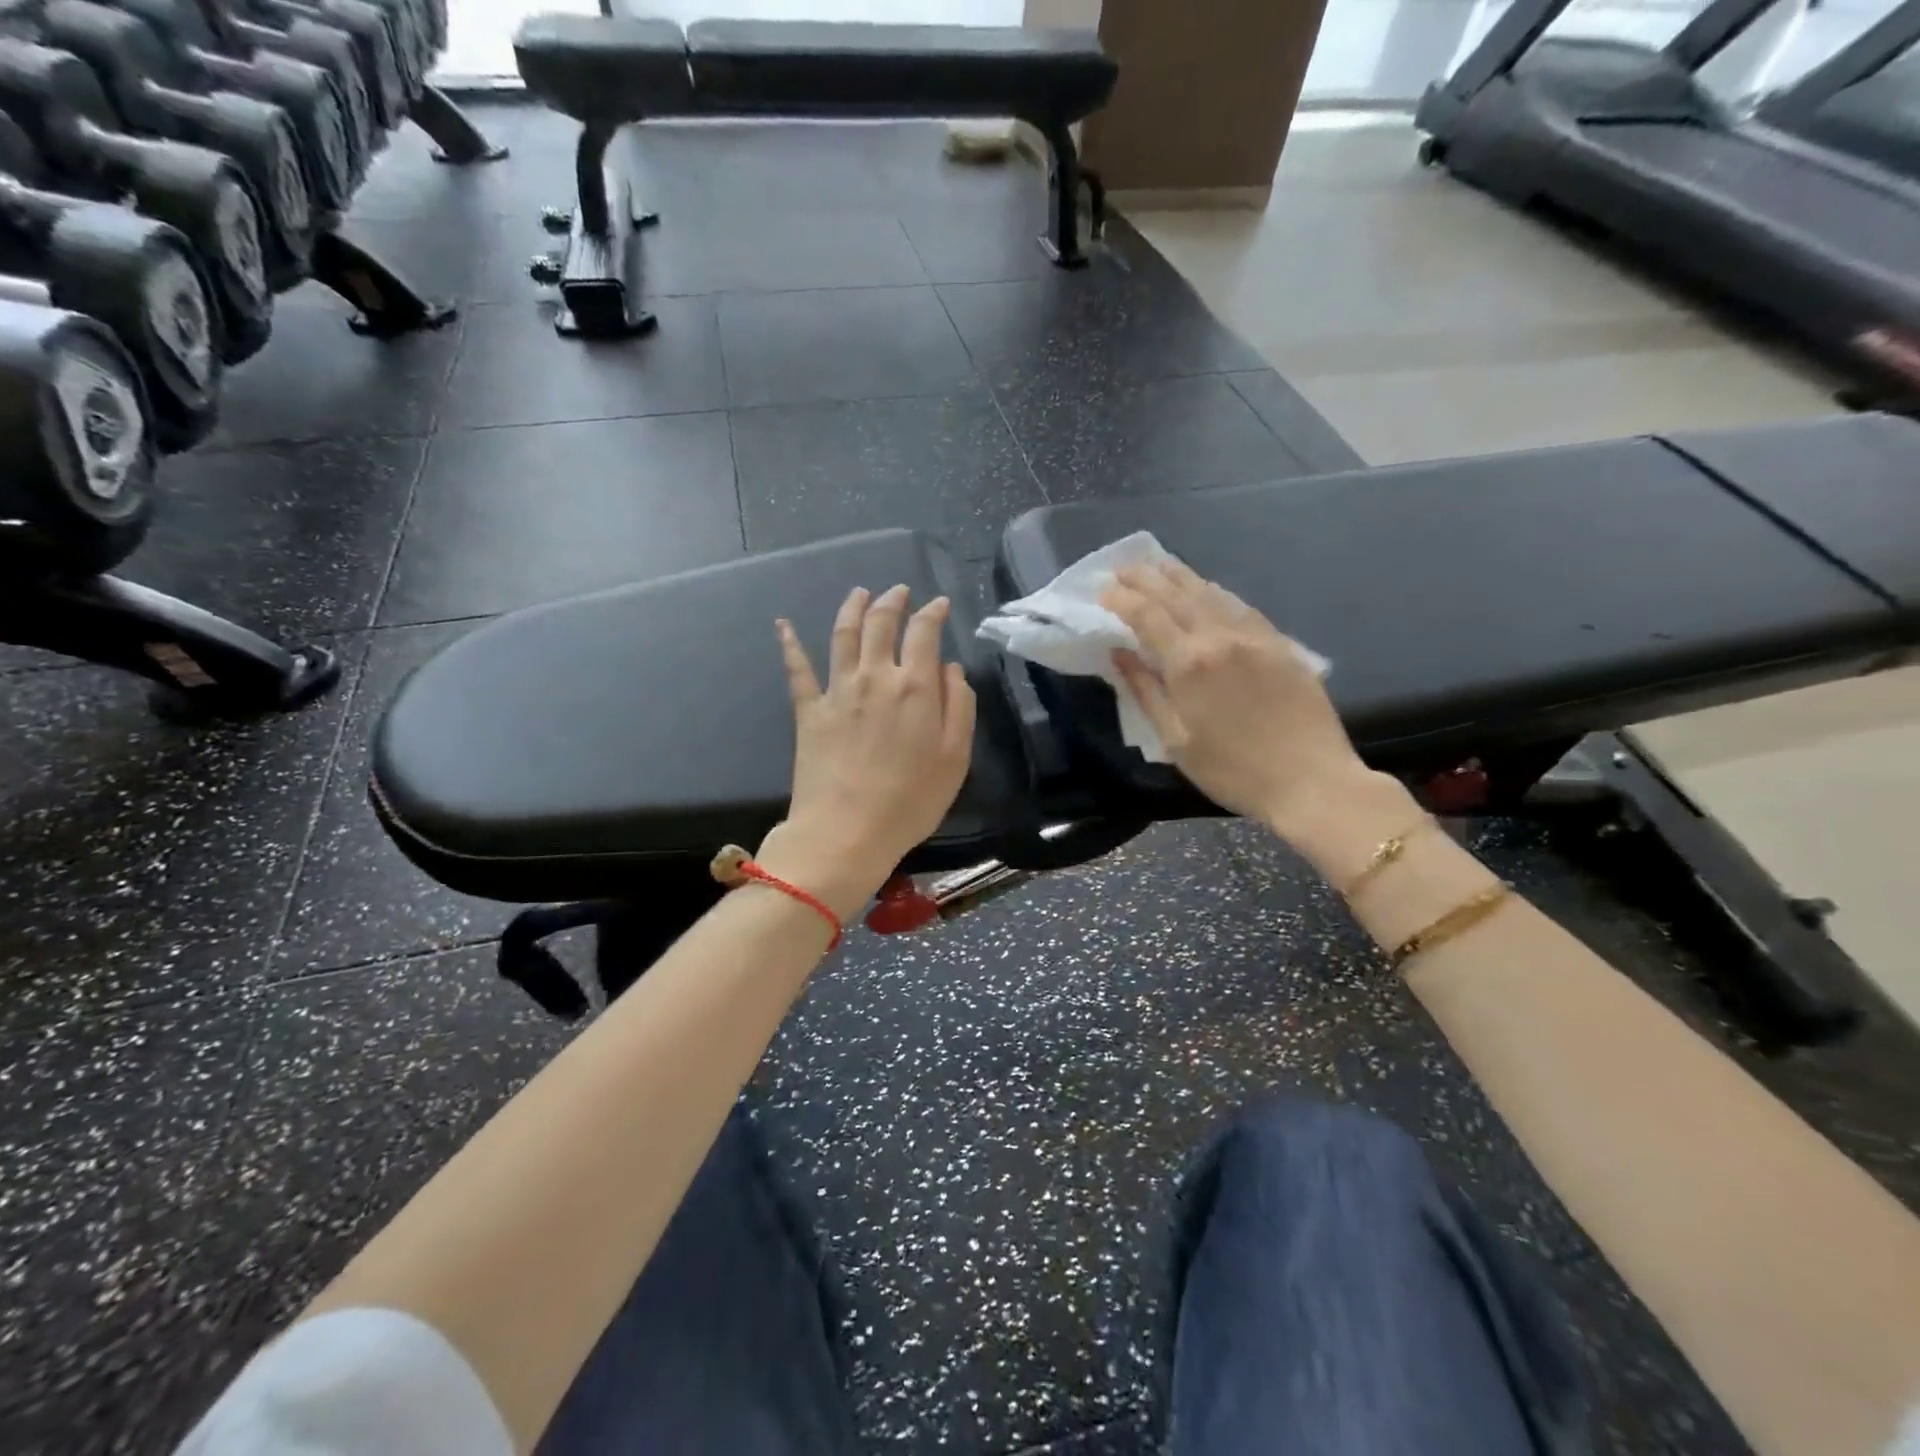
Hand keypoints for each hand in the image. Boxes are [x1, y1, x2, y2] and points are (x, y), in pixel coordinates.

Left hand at [758, 585, 976, 920]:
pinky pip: (797, 669)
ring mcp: (837, 691)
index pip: (924, 633)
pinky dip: (789, 643)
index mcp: (914, 687)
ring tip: (860, 592)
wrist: (846, 832)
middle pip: (881, 623)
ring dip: (853, 608)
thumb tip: (950, 669)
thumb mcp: (956, 758)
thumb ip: (959, 706)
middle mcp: (874, 676)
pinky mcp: (808, 710)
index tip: (939, 604)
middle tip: (899, 591)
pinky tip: (782, 624)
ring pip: (843, 634)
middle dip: (893, 601)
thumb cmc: (911, 801)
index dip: (933, 613)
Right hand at [1101, 560, 1369, 834]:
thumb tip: (1119, 653)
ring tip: (1158, 566)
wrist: (1311, 781)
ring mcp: (1254, 636)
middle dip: (1146, 578)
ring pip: (1210, 593)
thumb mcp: (1175, 740)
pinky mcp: (1280, 643)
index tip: (1103, 591)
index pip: (1147, 615)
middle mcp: (1220, 637)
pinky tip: (1206, 590)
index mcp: (1189, 663)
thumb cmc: (1232, 771)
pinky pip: (1240, 605)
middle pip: (1176, 594)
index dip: (1122, 599)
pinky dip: (1214, 592)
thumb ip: (1145, 691)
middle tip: (1123, 569)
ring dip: (1180, 576)